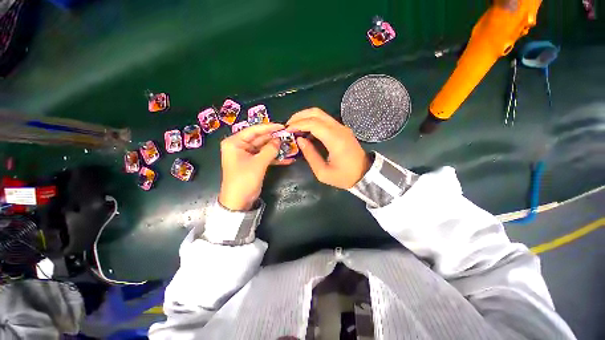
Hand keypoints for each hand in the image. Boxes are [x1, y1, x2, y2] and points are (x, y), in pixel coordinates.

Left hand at [218, 123, 293, 210]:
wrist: (238, 201)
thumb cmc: (244, 180)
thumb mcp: (258, 164)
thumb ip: (270, 150)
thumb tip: (279, 140)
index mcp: (235, 142)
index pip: (254, 130)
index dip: (269, 128)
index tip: (282, 126)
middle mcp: (240, 146)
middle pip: (260, 139)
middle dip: (274, 139)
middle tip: (289, 136)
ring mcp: (248, 155)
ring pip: (264, 148)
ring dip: (276, 148)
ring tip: (290, 146)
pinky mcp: (254, 163)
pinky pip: (265, 157)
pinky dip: (275, 158)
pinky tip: (287, 159)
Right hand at [286, 108, 370, 188]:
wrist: (365, 174)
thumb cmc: (344, 176)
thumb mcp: (323, 172)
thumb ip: (310, 155)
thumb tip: (299, 140)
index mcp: (335, 140)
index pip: (314, 124)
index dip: (298, 124)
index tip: (287, 130)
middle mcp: (339, 129)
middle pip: (317, 113)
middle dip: (300, 116)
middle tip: (288, 125)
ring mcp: (342, 127)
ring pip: (321, 114)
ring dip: (306, 118)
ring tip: (295, 128)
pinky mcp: (342, 129)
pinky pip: (325, 120)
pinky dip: (313, 122)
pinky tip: (306, 131)